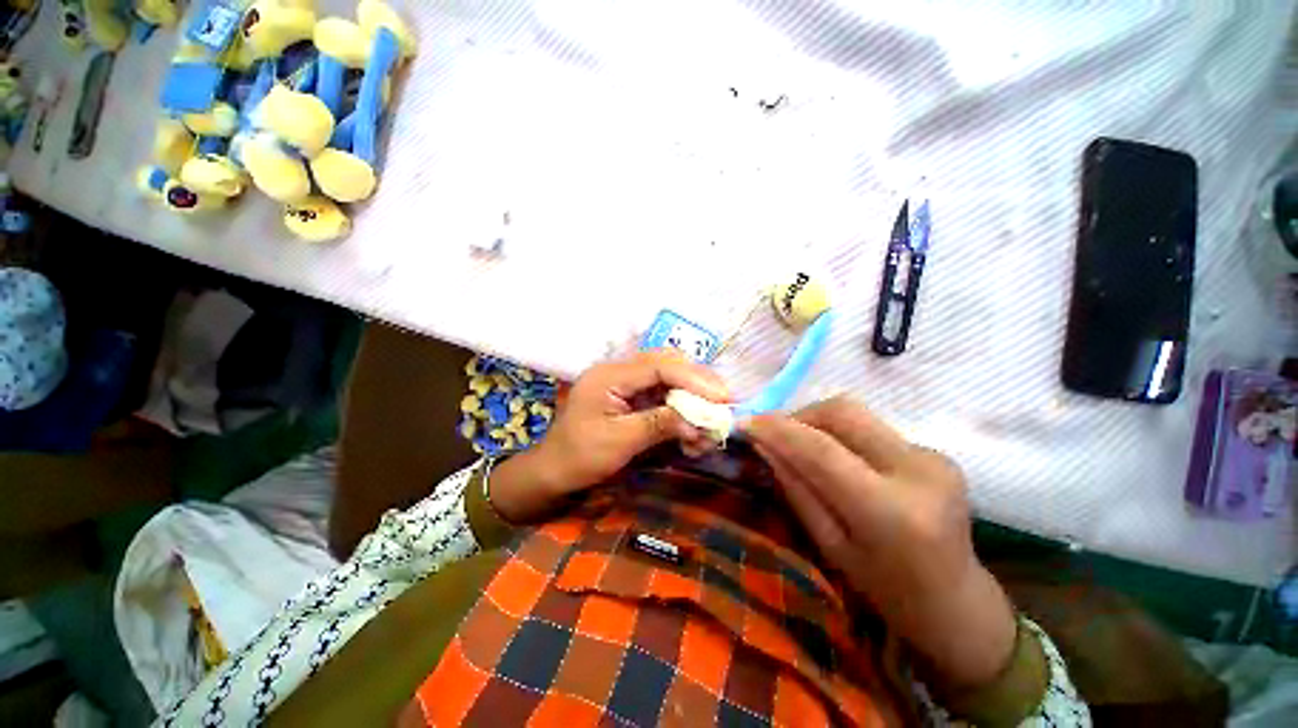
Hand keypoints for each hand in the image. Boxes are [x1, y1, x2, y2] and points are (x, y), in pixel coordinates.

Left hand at [489, 351, 728, 522]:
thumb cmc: (579, 457)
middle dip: (698, 383)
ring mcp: (625, 384)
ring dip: (692, 398)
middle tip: (724, 402)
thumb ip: (658, 424)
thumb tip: (697, 421)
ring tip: (709, 424)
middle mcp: (619, 372)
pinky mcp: (631, 397)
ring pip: (668, 378)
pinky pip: (662, 395)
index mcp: (610, 376)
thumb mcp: (619, 442)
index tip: (722, 397)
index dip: (693, 379)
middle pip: (667, 364)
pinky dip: (681, 410)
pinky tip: (691, 432)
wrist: (554, 471)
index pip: (659, 366)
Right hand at [743, 397, 1015, 690]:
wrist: (957, 602)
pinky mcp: (934, 450)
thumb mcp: (829, 545)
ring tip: (797, 443)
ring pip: (855, 413)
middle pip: (842, 413)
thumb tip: (763, 443)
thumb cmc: (885, 589)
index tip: (745, 422)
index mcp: (891, 512)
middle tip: (772, 433)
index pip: (821, 450)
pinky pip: (870, 427)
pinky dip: (839, 432)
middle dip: (797, 415)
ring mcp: (932, 456)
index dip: (778, 429)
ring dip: (816, 421)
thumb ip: (795, 488)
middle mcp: (918, 472)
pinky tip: (833, 455)